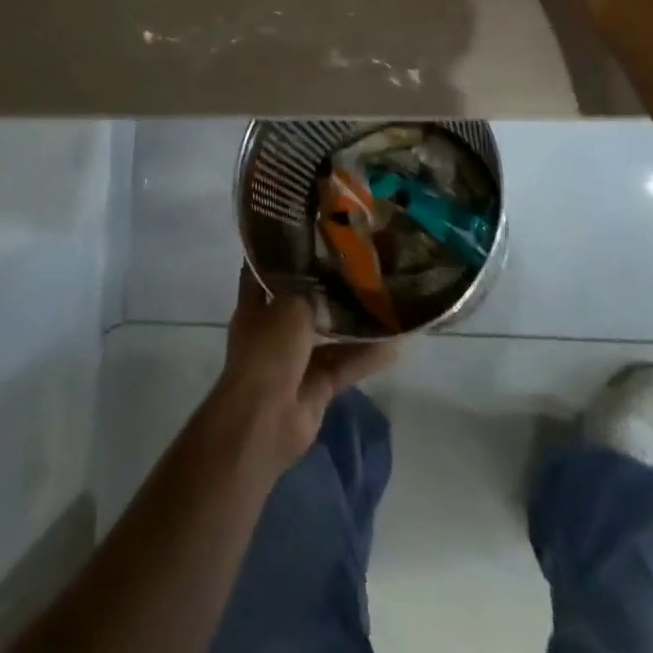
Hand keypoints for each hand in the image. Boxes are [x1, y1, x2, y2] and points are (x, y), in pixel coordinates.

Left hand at [213, 267, 396, 468]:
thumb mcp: (289, 305)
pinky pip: (345, 364)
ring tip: (386, 298)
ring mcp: (296, 359)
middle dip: (329, 285)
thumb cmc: (267, 352)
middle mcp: (275, 328)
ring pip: (330, 333)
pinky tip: (396, 343)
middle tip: (362, 262)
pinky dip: (367, 356)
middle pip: (304, 300)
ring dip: (354, 321)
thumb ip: (312, 289)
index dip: (286, 250)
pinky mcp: (317, 386)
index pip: (268, 269)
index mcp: (257, 305)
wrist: (264, 421)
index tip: (313, 231)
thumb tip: (334, 274)